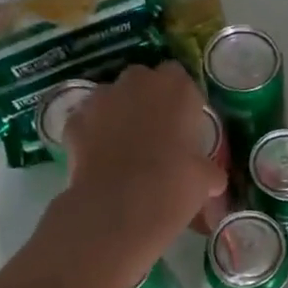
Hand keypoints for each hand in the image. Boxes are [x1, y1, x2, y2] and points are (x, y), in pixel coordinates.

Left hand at [52, 63, 225, 287]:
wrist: (118, 209)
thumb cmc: (173, 186)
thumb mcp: (206, 180)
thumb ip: (209, 171)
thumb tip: (213, 180)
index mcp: (176, 89)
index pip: (180, 78)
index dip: (181, 101)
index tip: (184, 125)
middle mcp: (137, 82)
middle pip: (143, 81)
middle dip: (148, 100)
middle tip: (156, 133)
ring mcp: (100, 98)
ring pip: (112, 98)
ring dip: (119, 114)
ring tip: (125, 149)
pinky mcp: (74, 121)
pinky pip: (89, 122)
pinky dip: (94, 135)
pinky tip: (101, 161)